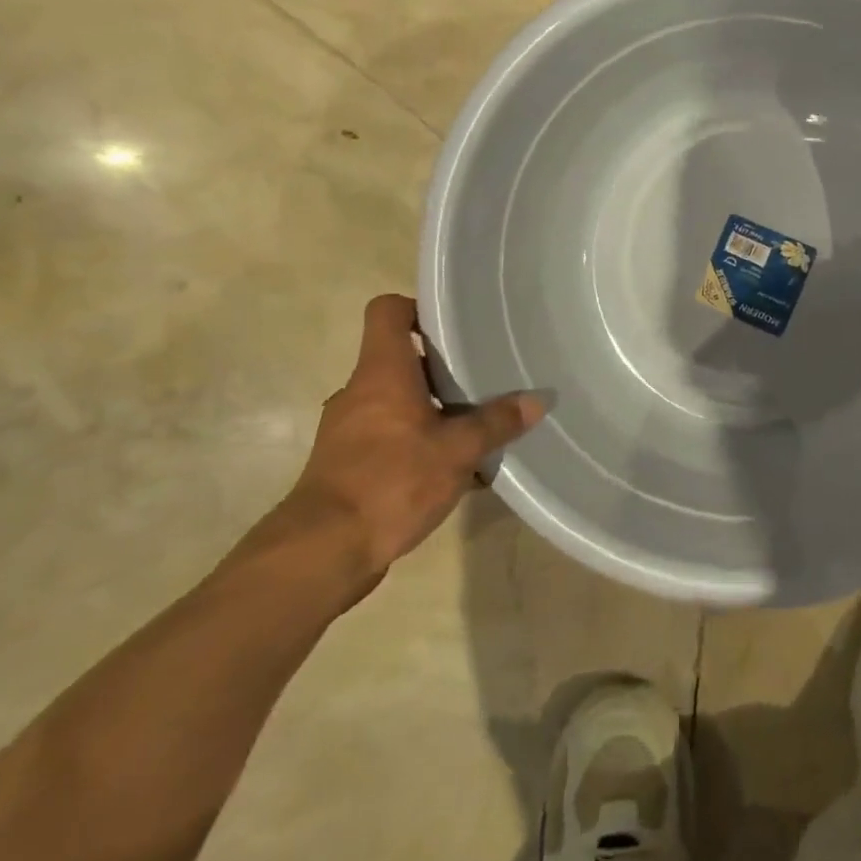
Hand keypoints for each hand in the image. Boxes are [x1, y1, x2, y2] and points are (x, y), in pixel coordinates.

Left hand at [288, 294, 542, 578]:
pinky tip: (452, 471)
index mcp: (382, 372)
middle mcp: (359, 392)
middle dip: (442, 368)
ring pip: (397, 402)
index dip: (417, 308)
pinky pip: (389, 438)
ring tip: (474, 428)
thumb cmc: (391, 481)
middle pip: (400, 359)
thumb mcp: (458, 451)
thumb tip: (538, 400)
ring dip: (433, 410)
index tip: (453, 325)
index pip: (388, 311)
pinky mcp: (347, 465)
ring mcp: (348, 430)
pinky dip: (418, 444)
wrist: (322, 553)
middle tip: (483, 377)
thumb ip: (497, 422)